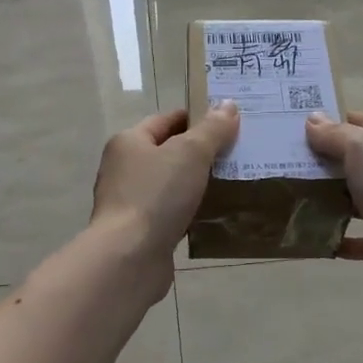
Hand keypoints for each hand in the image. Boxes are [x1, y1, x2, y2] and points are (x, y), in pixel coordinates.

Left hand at [90, 105, 240, 283]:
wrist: (129, 257)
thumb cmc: (156, 196)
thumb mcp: (190, 153)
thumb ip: (212, 129)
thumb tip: (228, 105)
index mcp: (129, 142)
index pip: (166, 120)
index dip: (197, 118)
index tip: (230, 124)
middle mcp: (124, 169)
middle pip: (169, 153)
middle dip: (201, 153)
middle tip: (238, 154)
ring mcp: (130, 202)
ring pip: (171, 186)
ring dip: (197, 185)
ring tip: (233, 184)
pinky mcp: (140, 232)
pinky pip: (171, 214)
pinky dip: (190, 213)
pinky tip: (214, 216)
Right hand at [304, 111, 362, 315]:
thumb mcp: (362, 149)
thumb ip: (336, 134)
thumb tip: (313, 119)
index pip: (362, 122)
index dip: (333, 120)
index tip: (297, 126)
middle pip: (355, 161)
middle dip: (322, 160)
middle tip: (283, 161)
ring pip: (352, 198)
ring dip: (325, 198)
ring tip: (288, 195)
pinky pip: (352, 238)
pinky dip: (333, 237)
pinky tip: (307, 235)